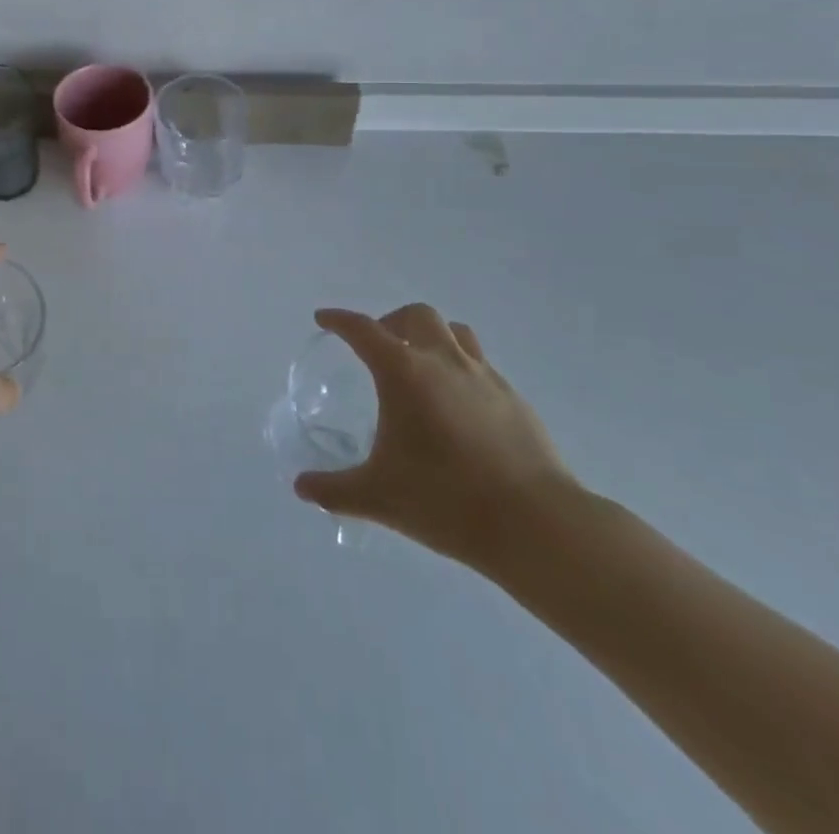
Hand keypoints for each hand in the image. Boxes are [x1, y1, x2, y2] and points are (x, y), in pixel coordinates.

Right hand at [294, 304, 578, 573]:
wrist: (536, 524)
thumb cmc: (446, 500)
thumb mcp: (379, 497)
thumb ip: (335, 490)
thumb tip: (302, 487)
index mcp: (404, 372)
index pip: (363, 330)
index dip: (340, 320)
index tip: (324, 319)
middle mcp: (443, 361)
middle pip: (416, 315)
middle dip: (391, 321)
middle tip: (379, 348)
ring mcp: (484, 377)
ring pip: (455, 332)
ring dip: (432, 336)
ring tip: (421, 365)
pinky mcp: (514, 399)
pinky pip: (481, 365)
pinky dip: (461, 369)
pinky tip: (458, 405)